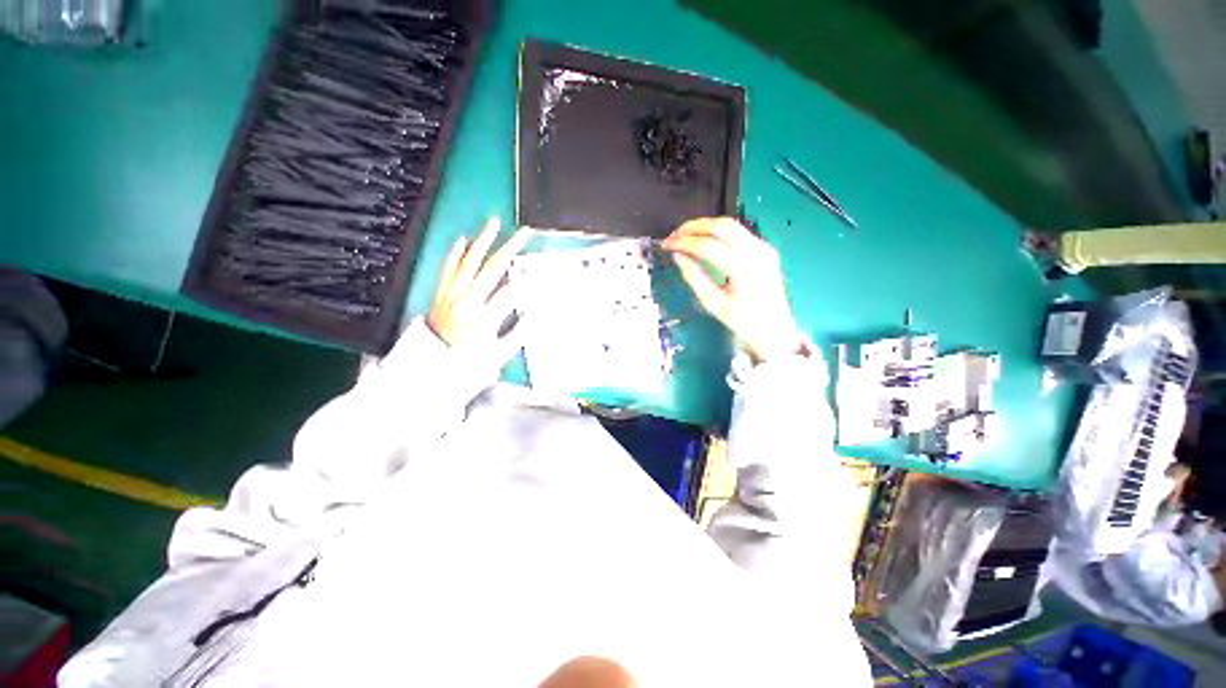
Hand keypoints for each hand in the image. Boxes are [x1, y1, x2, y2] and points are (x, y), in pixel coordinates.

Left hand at [428, 217, 531, 367]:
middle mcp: (467, 300)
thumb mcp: (499, 354)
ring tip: (493, 223)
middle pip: (493, 267)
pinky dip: (455, 253)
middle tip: (524, 233)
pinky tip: (462, 240)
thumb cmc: (467, 364)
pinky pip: (448, 269)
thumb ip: (520, 332)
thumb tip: (537, 313)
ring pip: (469, 261)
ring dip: (483, 241)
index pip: (512, 291)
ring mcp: (452, 294)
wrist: (430, 368)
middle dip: (511, 248)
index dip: (530, 281)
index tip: (543, 271)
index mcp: (484, 316)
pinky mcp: (441, 293)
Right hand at [663, 217, 802, 362]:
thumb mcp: (714, 303)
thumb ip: (695, 277)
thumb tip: (677, 256)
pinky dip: (716, 231)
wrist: (775, 329)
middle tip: (672, 236)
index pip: (707, 245)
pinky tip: (703, 238)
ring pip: (730, 224)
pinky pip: (738, 231)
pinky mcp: (764, 248)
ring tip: (684, 235)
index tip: (666, 245)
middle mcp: (757, 251)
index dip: (684, 242)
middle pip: (720, 227)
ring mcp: (763, 247)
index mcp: (743, 268)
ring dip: (704, 226)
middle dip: (692, 228)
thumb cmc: (743, 321)